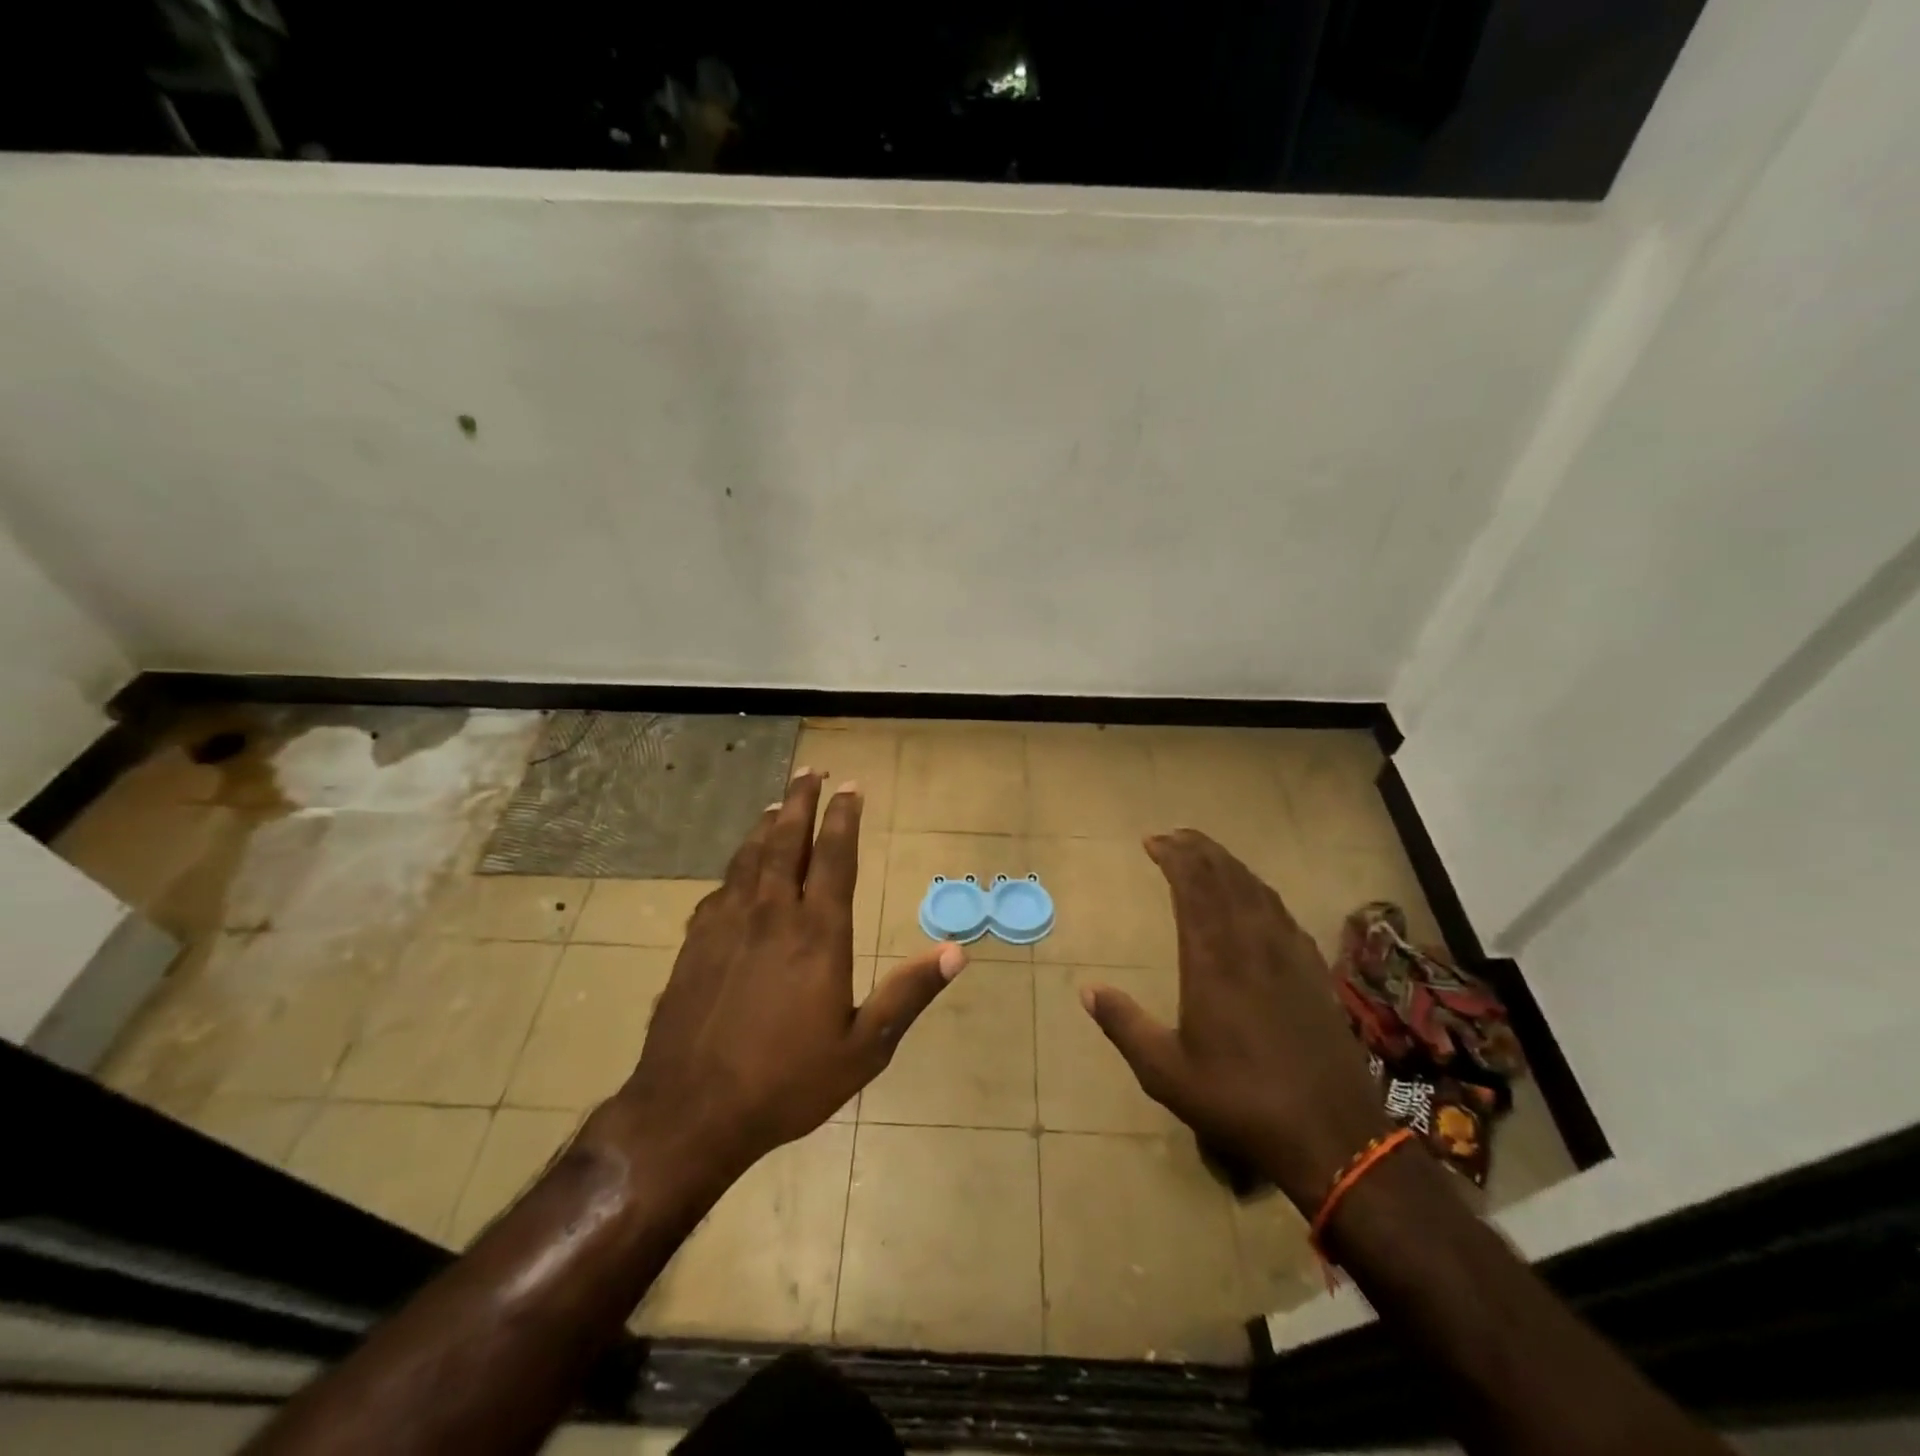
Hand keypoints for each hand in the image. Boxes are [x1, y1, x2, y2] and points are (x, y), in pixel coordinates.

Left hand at [603, 769, 965, 1183]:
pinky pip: (720, 889)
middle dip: (800, 802)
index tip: (850, 787)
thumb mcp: (863, 1048)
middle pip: (786, 841)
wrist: (690, 1112)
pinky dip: (734, 868)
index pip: (835, 857)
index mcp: (818, 933)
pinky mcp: (695, 943)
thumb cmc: (786, 1082)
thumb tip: (957, 952)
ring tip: (775, 805)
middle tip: (810, 771)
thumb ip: (908, 995)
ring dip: (765, 826)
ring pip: (749, 858)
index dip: (843, 817)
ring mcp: (727, 925)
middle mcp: (772, 914)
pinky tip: (736, 871)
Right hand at [1082, 829, 1385, 1210]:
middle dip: (1198, 849)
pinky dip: (1259, 891)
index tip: (1153, 841)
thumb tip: (1086, 990)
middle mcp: (1251, 943)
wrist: (1330, 1133)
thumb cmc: (1238, 1099)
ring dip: (1229, 865)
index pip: (1192, 887)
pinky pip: (1282, 913)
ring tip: (1207, 855)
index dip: (1174, 856)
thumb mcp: (1165, 1072)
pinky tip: (1254, 897)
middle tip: (1174, 836)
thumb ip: (1124, 1025)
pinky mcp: (1313, 971)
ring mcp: (1288, 954)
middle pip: (1225, 877)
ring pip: (1256, 889)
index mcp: (1212, 959)